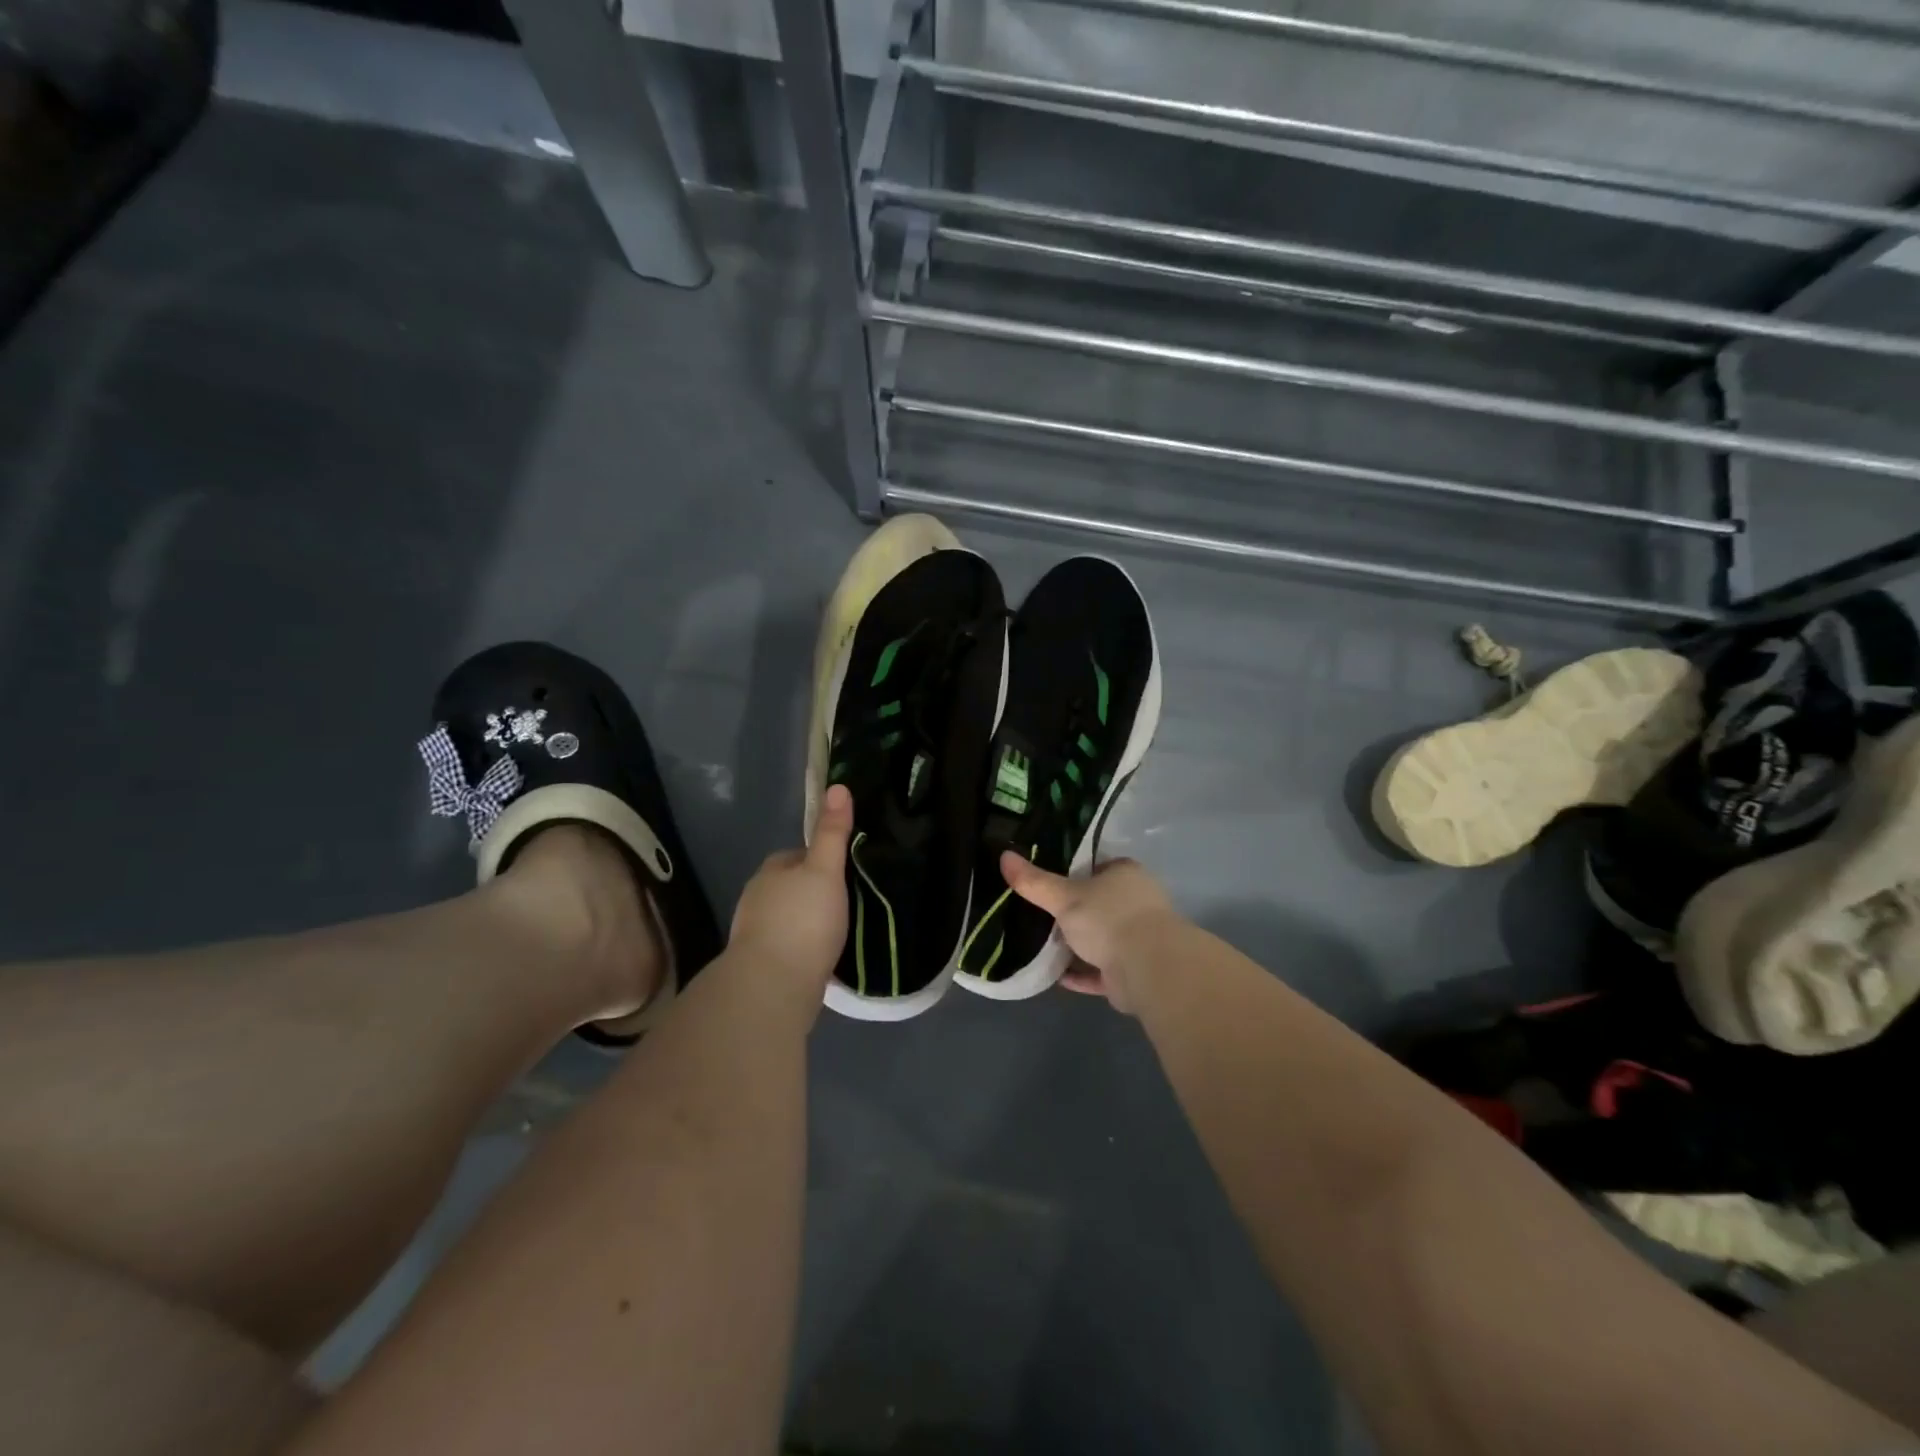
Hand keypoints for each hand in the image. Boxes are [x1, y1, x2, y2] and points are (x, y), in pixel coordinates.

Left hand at [730, 785, 852, 994]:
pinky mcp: (761, 964)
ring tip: (839, 931)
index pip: (797, 855)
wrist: (772, 986)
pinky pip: (788, 947)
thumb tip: (838, 786)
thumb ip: (832, 832)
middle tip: (848, 903)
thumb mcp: (825, 870)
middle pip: (791, 887)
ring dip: (808, 923)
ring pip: (788, 918)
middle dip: (814, 893)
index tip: (845, 871)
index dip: (821, 860)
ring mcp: (755, 933)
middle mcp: (756, 898)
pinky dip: (803, 948)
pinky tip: (823, 957)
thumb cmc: (803, 920)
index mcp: (770, 871)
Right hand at [999, 853, 1180, 1013]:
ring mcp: (1137, 938)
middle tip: (1038, 913)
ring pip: (1100, 938)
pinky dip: (1080, 973)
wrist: (1147, 968)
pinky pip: (1100, 970)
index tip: (1046, 880)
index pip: (1096, 866)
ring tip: (1041, 944)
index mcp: (1125, 875)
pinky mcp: (1132, 971)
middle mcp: (1136, 903)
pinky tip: (1056, 975)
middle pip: (1098, 903)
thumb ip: (1034, 881)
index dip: (1073, 872)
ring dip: (1077, 945)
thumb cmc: (1108, 918)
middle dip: (1072, 912)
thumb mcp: (1064, 896)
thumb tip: (1003, 855)